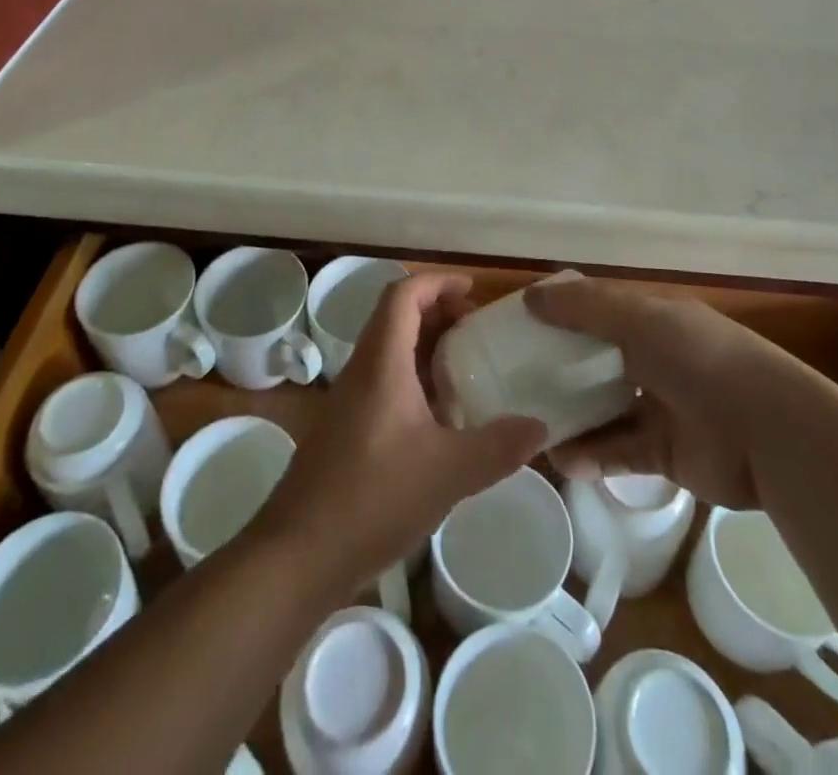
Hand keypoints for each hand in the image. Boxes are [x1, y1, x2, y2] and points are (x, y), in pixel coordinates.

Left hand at [259, 274, 543, 593]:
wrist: (297, 555)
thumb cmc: (372, 498)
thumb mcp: (448, 472)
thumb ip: (498, 446)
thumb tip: (540, 426)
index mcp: (381, 362)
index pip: (403, 295)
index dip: (437, 282)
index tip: (473, 292)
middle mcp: (362, 370)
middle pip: (396, 317)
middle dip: (437, 312)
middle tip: (477, 330)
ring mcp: (349, 400)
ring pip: (389, 351)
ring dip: (426, 347)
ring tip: (466, 368)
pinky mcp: (345, 429)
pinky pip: (384, 381)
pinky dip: (414, 379)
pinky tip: (440, 418)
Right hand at [526, 276, 787, 508]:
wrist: (769, 433)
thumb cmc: (700, 359)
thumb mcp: (639, 318)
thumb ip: (585, 306)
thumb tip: (530, 296)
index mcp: (654, 320)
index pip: (599, 311)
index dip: (562, 314)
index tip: (520, 324)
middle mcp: (657, 359)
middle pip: (598, 361)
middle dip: (559, 368)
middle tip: (513, 378)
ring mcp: (662, 407)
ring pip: (604, 409)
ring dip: (570, 416)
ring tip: (526, 423)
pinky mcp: (665, 453)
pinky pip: (618, 452)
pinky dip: (590, 456)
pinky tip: (560, 460)